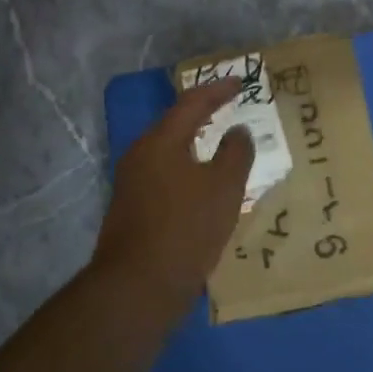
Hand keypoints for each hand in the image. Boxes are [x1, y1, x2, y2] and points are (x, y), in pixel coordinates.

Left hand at [91, 78, 255, 321]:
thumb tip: (237, 132)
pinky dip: (187, 170)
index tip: (240, 83)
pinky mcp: (132, 210)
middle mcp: (140, 155)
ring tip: (220, 146)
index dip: (217, 91)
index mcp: (160, 142)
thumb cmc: (185, 229)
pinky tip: (202, 186)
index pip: (191, 103)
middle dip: (203, 114)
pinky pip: (165, 176)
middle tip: (229, 108)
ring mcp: (132, 184)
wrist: (137, 288)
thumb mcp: (223, 188)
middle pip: (174, 124)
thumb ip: (236, 153)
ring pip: (169, 152)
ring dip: (195, 145)